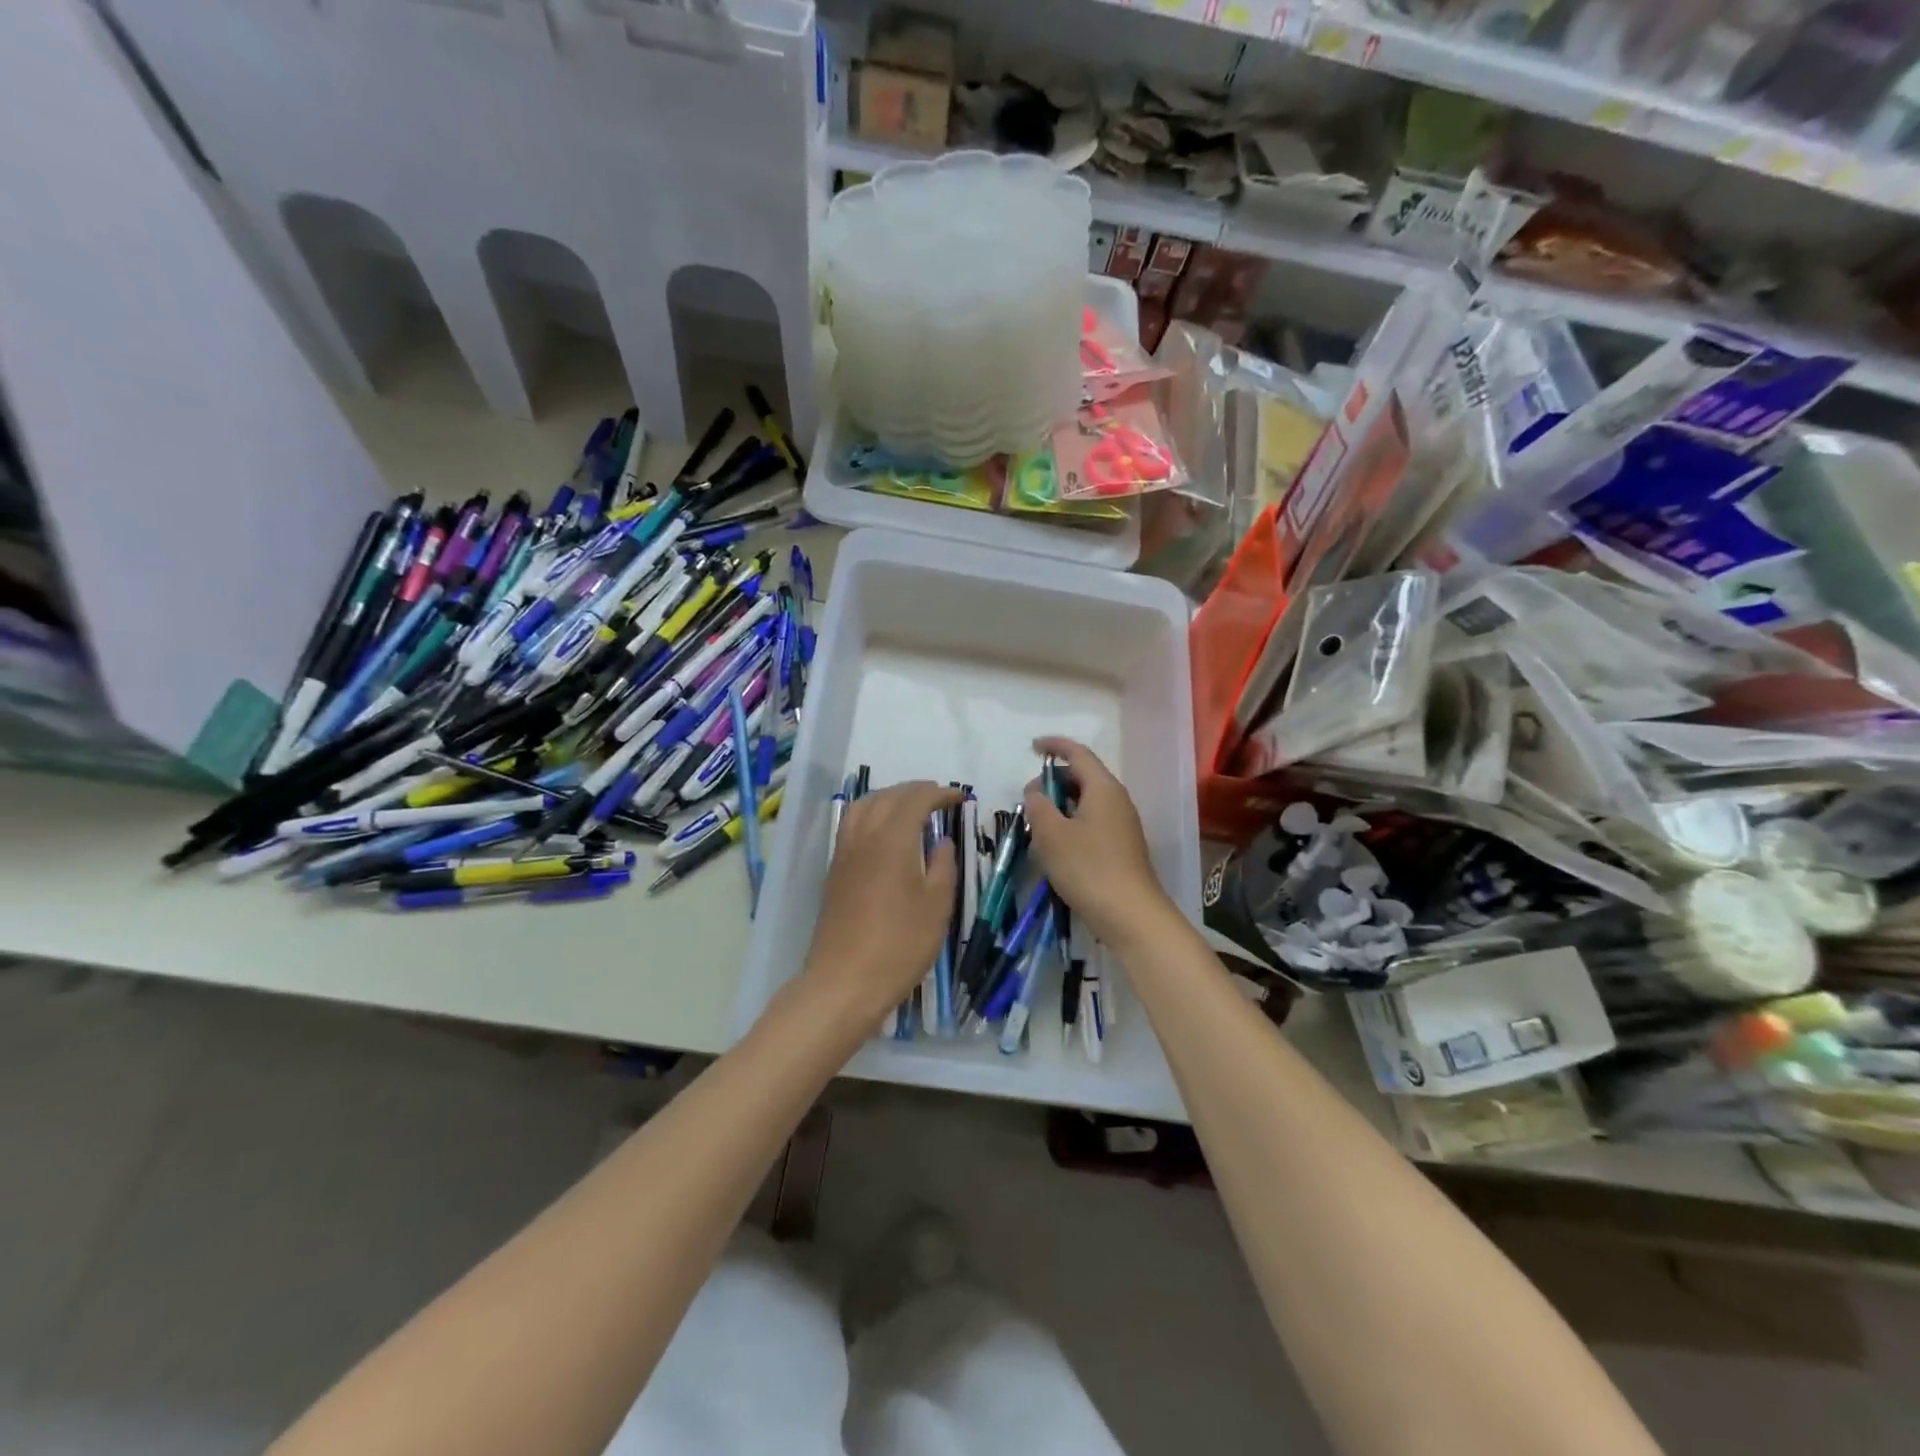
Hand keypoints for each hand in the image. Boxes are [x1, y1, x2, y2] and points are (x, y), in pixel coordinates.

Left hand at [802, 780, 959, 1023]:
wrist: (844, 981)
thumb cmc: (900, 944)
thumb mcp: (937, 906)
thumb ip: (943, 865)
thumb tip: (942, 841)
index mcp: (892, 838)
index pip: (916, 799)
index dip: (940, 793)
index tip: (961, 798)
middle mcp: (864, 835)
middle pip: (887, 796)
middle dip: (915, 790)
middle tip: (939, 798)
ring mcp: (844, 852)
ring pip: (863, 806)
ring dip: (889, 798)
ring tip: (910, 808)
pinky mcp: (834, 871)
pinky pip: (852, 824)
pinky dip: (872, 814)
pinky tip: (885, 833)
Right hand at [1024, 738, 1176, 947]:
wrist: (1131, 915)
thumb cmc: (1088, 868)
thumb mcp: (1052, 834)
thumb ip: (1038, 806)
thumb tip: (1036, 791)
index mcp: (1103, 788)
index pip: (1078, 753)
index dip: (1054, 745)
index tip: (1032, 747)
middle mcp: (1117, 800)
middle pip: (1084, 776)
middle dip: (1054, 780)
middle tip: (1029, 797)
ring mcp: (1122, 824)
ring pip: (1088, 801)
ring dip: (1062, 804)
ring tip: (1038, 822)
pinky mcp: (1122, 846)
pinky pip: (1093, 821)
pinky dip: (1072, 822)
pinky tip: (1057, 844)